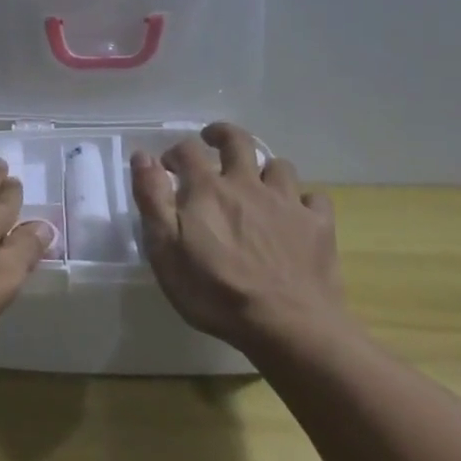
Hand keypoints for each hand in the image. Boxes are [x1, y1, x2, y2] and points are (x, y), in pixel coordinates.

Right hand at [130, 123, 348, 354]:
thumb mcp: (165, 249)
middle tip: (213, 141)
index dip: (175, 153)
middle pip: (238, 141)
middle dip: (222, 135)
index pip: (187, 150)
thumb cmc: (215, 292)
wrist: (287, 326)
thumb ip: (152, 199)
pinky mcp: (318, 225)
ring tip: (257, 183)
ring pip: (279, 166)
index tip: (168, 167)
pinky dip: (303, 201)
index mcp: (208, 188)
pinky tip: (297, 215)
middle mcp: (248, 184)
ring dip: (264, 169)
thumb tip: (142, 156)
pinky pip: (313, 199)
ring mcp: (287, 202)